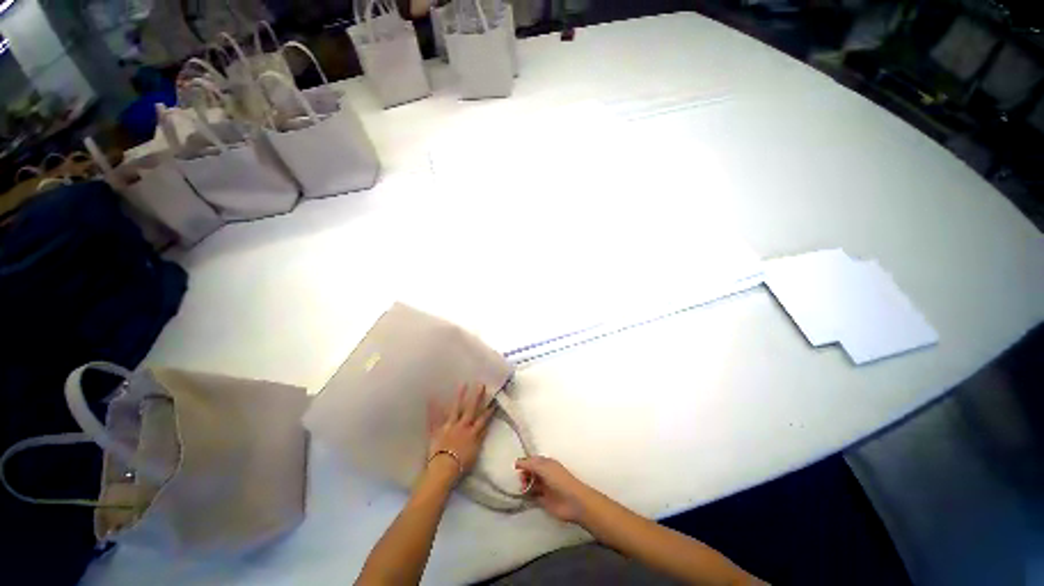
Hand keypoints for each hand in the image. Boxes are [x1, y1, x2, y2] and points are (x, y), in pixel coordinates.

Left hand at [426, 384, 493, 481]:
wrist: (443, 469)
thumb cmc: (461, 465)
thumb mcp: (475, 452)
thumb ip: (480, 438)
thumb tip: (485, 427)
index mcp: (472, 433)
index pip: (483, 419)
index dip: (489, 411)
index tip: (494, 401)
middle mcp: (462, 426)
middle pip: (471, 409)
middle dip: (477, 396)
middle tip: (481, 384)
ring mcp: (449, 426)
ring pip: (455, 409)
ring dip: (459, 396)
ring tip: (463, 384)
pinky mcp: (437, 430)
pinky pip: (434, 418)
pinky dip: (432, 409)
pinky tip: (431, 398)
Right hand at [515, 456, 593, 523]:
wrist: (572, 501)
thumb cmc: (559, 480)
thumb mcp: (543, 467)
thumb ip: (529, 464)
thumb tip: (517, 462)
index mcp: (546, 463)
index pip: (532, 461)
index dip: (524, 463)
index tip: (516, 468)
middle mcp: (544, 474)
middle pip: (530, 472)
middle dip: (524, 474)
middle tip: (522, 480)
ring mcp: (544, 487)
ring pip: (530, 484)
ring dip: (524, 485)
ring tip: (523, 489)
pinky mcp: (543, 501)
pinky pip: (532, 496)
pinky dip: (527, 496)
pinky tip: (523, 497)